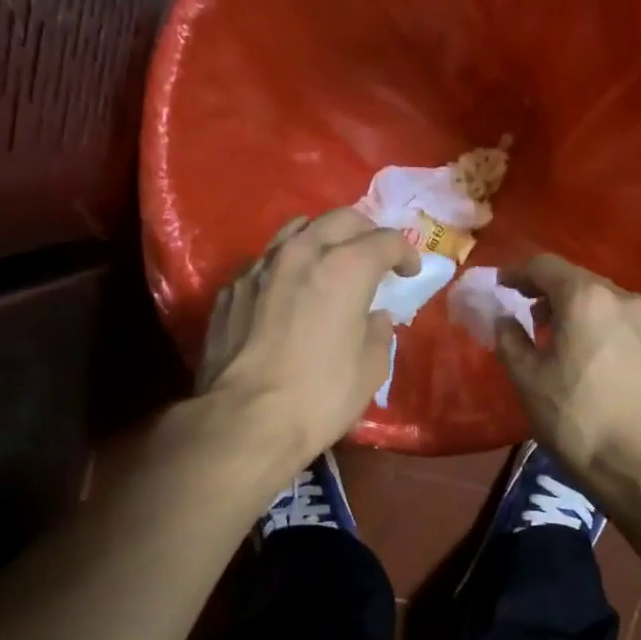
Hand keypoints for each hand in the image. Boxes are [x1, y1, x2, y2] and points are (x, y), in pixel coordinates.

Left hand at [198, 209, 418, 461]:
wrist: (245, 420)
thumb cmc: (320, 396)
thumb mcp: (370, 370)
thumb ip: (378, 333)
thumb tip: (373, 318)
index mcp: (345, 267)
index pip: (385, 241)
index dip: (405, 253)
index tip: (409, 272)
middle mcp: (301, 253)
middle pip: (340, 219)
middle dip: (365, 233)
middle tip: (373, 258)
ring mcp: (260, 267)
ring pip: (297, 230)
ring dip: (321, 240)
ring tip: (328, 264)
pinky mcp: (231, 288)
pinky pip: (266, 262)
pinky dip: (286, 268)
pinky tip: (288, 294)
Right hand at [494, 254, 640, 490]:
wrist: (637, 462)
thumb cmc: (574, 417)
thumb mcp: (528, 378)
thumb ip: (509, 338)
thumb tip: (503, 318)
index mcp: (585, 297)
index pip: (545, 266)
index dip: (517, 272)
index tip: (498, 285)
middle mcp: (620, 297)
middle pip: (574, 278)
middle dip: (543, 289)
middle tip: (519, 307)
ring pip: (596, 297)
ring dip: (568, 305)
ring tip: (545, 331)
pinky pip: (613, 317)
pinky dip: (589, 321)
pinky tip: (576, 348)